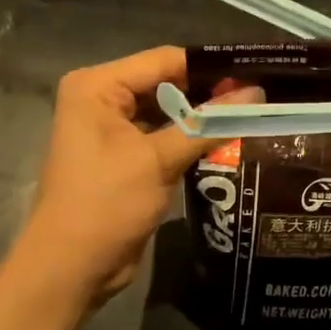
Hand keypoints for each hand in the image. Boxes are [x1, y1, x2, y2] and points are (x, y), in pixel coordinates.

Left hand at [19, 47, 251, 305]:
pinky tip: (226, 140)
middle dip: (208, 92)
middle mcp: (101, 98)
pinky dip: (189, 138)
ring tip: (252, 114)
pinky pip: (162, 135)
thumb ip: (208, 124)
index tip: (256, 72)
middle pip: (166, 83)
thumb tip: (257, 93)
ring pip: (168, 110)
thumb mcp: (159, 160)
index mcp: (97, 86)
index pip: (164, 60)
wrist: (70, 269)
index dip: (210, 67)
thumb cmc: (106, 204)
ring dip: (202, 117)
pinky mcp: (123, 155)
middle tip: (260, 96)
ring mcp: (111, 128)